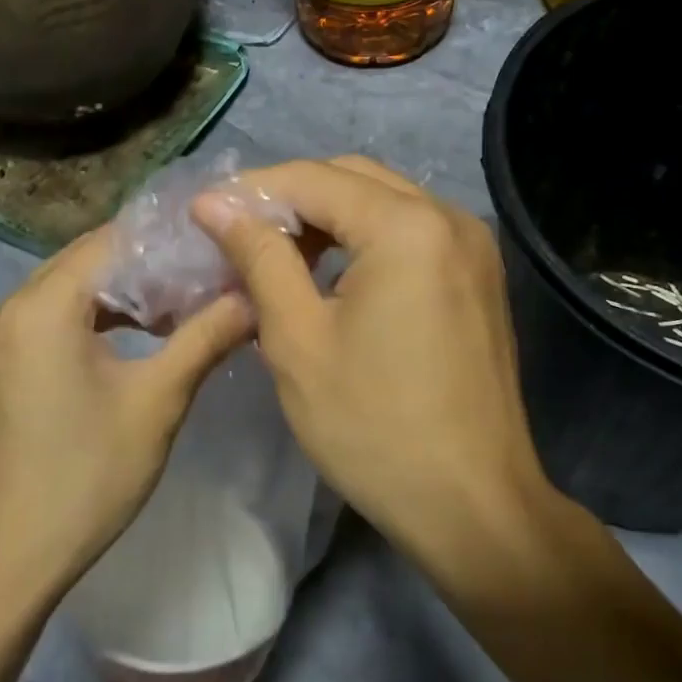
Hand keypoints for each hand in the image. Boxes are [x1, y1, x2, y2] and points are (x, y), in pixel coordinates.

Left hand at [0, 225, 253, 597]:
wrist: (2, 563)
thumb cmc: (84, 478)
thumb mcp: (157, 402)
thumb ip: (206, 337)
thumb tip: (254, 296)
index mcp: (43, 304)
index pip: (113, 239)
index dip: (170, 239)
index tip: (220, 247)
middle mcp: (11, 306)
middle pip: (92, 259)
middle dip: (152, 265)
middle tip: (212, 274)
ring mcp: (0, 336)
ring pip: (75, 289)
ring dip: (128, 293)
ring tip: (187, 304)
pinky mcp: (2, 364)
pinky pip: (57, 317)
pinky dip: (100, 317)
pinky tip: (142, 336)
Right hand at [192, 157, 551, 566]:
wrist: (473, 503)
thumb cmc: (374, 427)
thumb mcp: (298, 340)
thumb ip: (259, 258)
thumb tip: (216, 204)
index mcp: (407, 226)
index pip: (313, 178)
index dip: (252, 191)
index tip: (203, 214)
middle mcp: (449, 217)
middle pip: (353, 179)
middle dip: (290, 200)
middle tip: (237, 236)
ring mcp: (473, 245)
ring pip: (384, 203)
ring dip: (327, 218)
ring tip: (275, 256)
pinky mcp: (479, 274)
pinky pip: (411, 233)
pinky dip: (365, 240)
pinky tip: (329, 274)